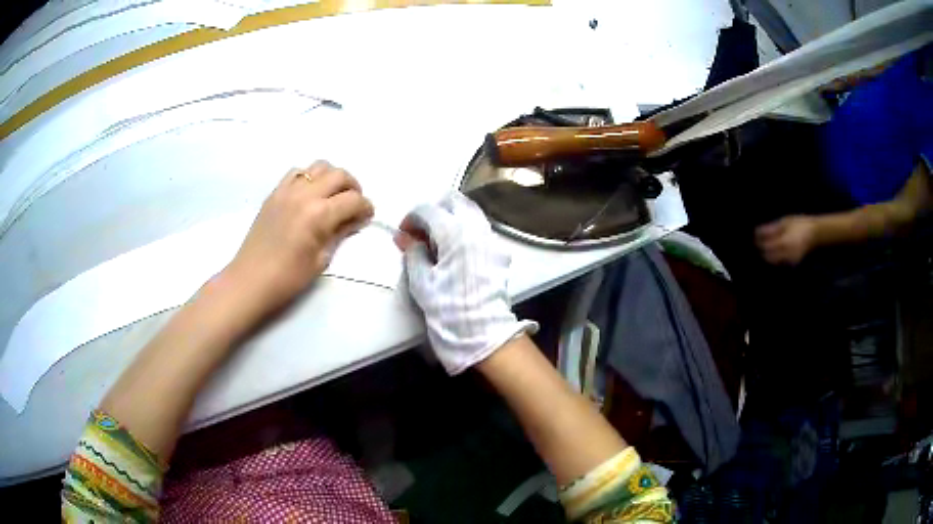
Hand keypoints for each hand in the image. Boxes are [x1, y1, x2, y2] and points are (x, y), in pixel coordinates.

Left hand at [225, 161, 373, 315]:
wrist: (251, 280)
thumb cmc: (288, 278)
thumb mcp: (321, 259)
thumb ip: (340, 233)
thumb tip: (356, 219)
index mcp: (319, 214)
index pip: (353, 199)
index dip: (366, 207)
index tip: (367, 217)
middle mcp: (305, 195)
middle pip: (339, 175)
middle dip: (353, 187)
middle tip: (354, 204)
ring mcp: (287, 190)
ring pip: (319, 167)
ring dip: (332, 178)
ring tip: (333, 195)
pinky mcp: (274, 192)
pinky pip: (297, 172)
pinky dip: (309, 177)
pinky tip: (309, 194)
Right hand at [396, 191, 536, 374]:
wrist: (482, 332)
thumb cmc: (447, 307)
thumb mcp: (421, 280)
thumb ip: (412, 253)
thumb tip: (405, 238)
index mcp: (454, 232)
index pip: (428, 209)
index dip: (411, 218)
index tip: (404, 234)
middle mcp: (476, 228)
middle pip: (454, 201)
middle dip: (435, 210)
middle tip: (421, 232)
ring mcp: (491, 238)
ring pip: (470, 212)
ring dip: (451, 218)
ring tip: (437, 242)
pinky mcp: (499, 252)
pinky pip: (480, 229)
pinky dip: (465, 230)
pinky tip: (455, 252)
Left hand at [755, 215, 817, 264]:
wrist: (815, 233)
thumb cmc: (799, 224)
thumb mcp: (785, 222)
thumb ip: (771, 229)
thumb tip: (756, 232)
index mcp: (785, 243)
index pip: (766, 247)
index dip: (758, 242)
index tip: (753, 237)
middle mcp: (787, 255)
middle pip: (767, 257)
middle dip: (760, 250)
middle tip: (756, 242)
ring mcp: (790, 261)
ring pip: (773, 262)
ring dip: (767, 255)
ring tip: (763, 246)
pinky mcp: (792, 264)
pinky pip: (779, 263)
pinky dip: (774, 258)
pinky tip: (772, 251)